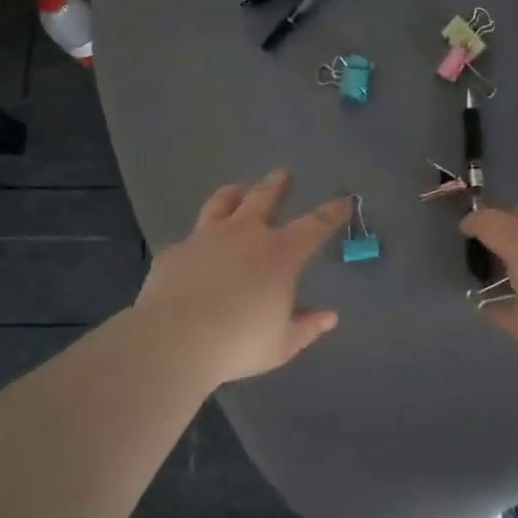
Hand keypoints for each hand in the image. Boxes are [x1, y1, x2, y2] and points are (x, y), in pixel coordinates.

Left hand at [133, 169, 350, 388]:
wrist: (174, 341)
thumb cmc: (238, 344)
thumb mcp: (282, 344)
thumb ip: (307, 327)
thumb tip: (329, 317)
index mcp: (279, 255)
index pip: (314, 225)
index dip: (331, 212)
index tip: (344, 201)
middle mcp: (245, 235)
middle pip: (263, 197)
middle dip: (276, 184)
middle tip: (282, 172)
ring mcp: (206, 238)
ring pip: (222, 203)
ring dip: (233, 193)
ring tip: (237, 189)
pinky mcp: (176, 252)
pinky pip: (191, 239)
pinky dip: (199, 239)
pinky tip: (196, 248)